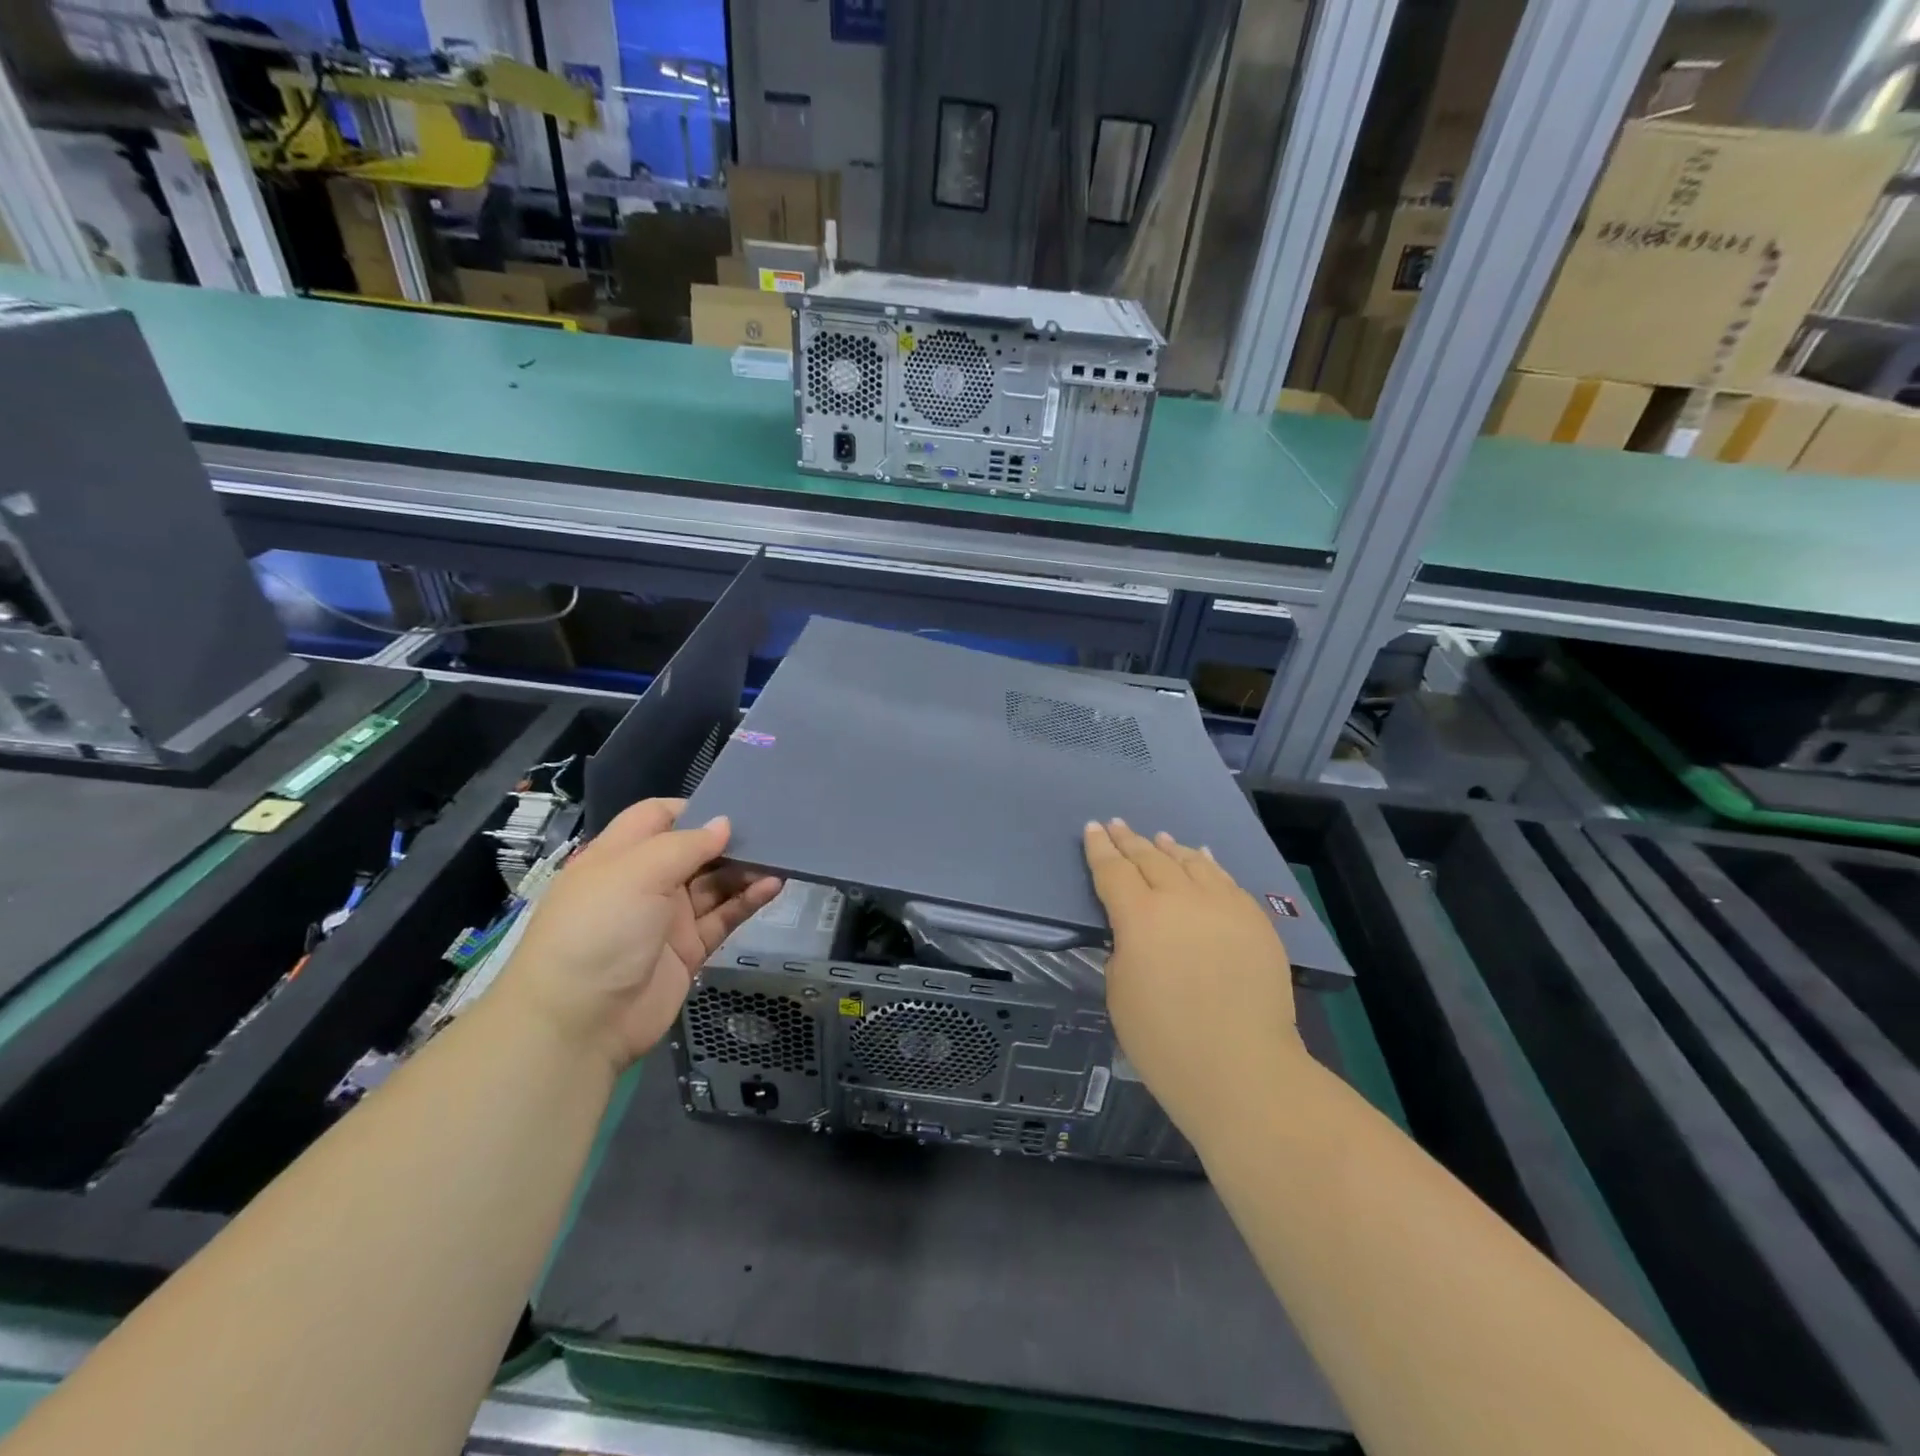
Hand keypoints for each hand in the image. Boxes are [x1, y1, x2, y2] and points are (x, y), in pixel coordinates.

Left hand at [497, 798, 782, 1072]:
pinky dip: (748, 901)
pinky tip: (773, 886)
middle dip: (728, 839)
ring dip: (744, 869)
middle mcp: (644, 882)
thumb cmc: (599, 930)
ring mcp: (667, 917)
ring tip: (781, 857)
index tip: (733, 804)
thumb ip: (686, 845)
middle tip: (772, 829)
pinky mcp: (688, 949)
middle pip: (693, 850)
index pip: (657, 817)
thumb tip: (724, 824)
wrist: (579, 1023)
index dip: (692, 808)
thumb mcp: (636, 873)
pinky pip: (723, 916)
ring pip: (714, 883)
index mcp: (619, 856)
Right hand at [1084, 818, 1304, 1137]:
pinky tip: (1202, 858)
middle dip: (1130, 840)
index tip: (1093, 829)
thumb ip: (1123, 951)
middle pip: (1151, 859)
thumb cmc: (1165, 1042)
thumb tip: (1138, 935)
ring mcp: (1223, 906)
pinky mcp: (1255, 921)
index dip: (1100, 849)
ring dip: (1170, 848)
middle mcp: (1181, 899)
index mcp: (1139, 917)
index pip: (1113, 871)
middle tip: (1118, 825)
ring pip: (1192, 863)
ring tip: (1159, 838)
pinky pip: (1226, 881)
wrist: (1243, 1070)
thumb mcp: (1119, 994)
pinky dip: (1208, 865)